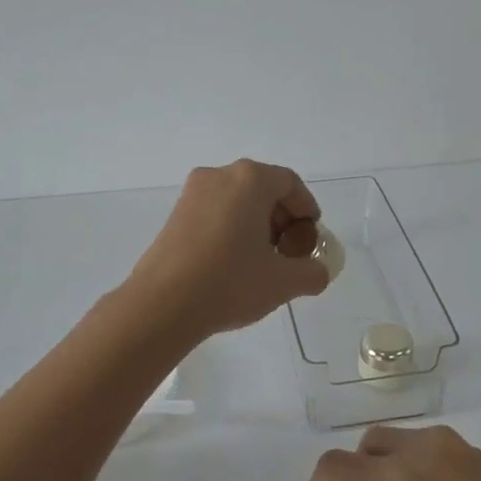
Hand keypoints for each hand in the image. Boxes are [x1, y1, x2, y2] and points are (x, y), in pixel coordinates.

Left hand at [124, 159, 331, 340]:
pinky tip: (232, 262)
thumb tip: (318, 271)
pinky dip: (231, 228)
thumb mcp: (283, 282)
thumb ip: (312, 272)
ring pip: (237, 200)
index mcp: (250, 180)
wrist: (162, 305)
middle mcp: (220, 175)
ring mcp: (193, 193)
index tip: (311, 238)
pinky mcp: (175, 214)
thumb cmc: (230, 283)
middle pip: (263, 188)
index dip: (306, 209)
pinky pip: (215, 211)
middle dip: (281, 218)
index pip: (290, 183)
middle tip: (289, 252)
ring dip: (256, 223)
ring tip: (261, 261)